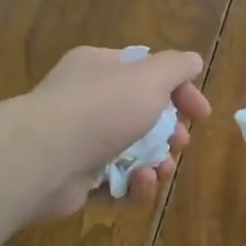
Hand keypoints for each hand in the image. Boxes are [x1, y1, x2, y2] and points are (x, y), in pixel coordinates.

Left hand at [23, 46, 210, 220]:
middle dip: (168, 132)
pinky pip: (114, 182)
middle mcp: (85, 100)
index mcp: (99, 67)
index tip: (202, 114)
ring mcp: (78, 141)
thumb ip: (176, 67)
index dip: (180, 90)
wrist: (44, 158)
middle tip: (180, 143)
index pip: (146, 73)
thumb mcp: (149, 77)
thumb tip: (193, 60)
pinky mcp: (75, 179)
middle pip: (140, 116)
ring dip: (155, 162)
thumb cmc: (101, 109)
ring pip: (130, 152)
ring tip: (162, 169)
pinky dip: (132, 185)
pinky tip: (140, 182)